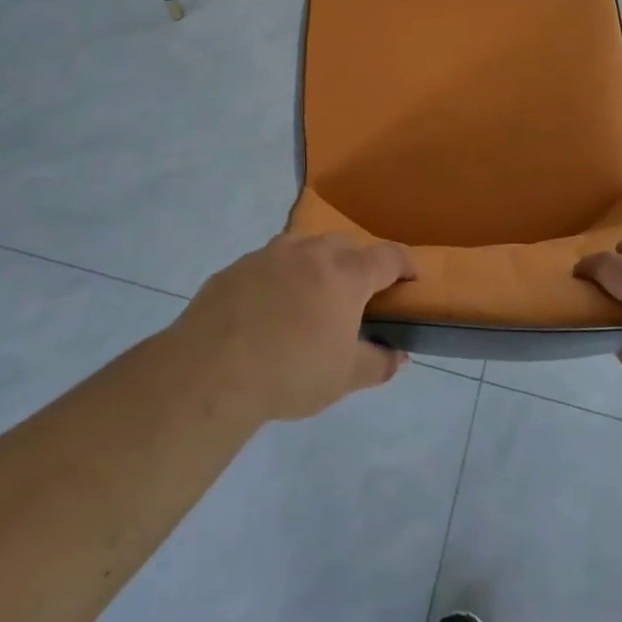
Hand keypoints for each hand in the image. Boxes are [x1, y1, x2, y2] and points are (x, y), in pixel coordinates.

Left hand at [173, 234, 414, 421]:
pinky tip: (268, 308)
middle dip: (359, 261)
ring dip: (316, 263)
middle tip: (359, 291)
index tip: (412, 277)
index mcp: (345, 274)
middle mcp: (310, 253)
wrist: (210, 372)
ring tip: (312, 295)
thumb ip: (379, 363)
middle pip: (346, 244)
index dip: (405, 264)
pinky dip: (279, 277)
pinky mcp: (235, 268)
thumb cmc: (291, 372)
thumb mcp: (344, 378)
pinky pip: (268, 264)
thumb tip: (399, 355)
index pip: (388, 256)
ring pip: (304, 247)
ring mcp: (269, 256)